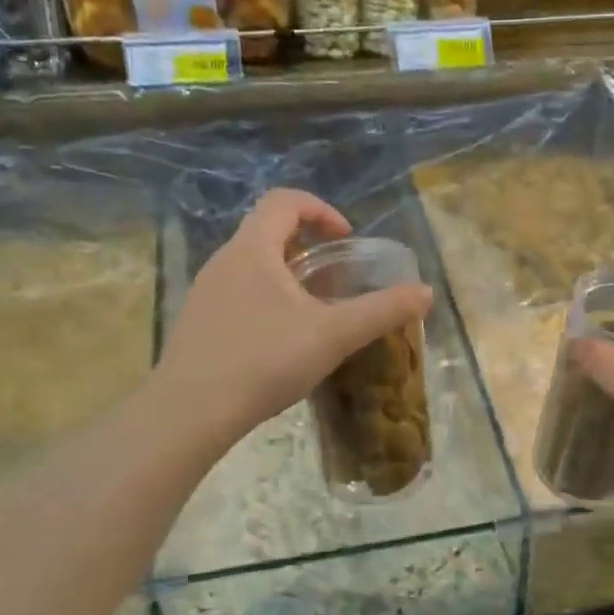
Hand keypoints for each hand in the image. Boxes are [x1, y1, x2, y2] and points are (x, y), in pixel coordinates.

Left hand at [157, 189, 433, 447]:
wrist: (188, 414)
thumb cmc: (263, 361)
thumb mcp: (333, 335)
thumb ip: (382, 311)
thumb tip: (425, 293)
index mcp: (252, 250)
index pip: (284, 200)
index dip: (321, 209)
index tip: (347, 239)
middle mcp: (223, 261)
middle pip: (268, 231)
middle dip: (308, 246)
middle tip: (337, 278)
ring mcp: (204, 293)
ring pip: (252, 265)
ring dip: (287, 275)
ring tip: (314, 312)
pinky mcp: (196, 322)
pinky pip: (238, 293)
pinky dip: (266, 300)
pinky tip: (281, 342)